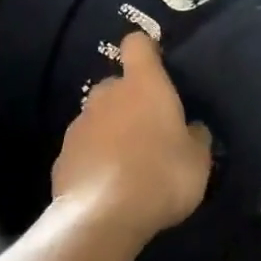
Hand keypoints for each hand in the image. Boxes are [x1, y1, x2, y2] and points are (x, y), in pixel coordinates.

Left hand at [52, 34, 210, 241]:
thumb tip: (191, 129)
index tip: (158, 66)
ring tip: (129, 164)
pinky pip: (85, 149)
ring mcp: (79, 125)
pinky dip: (95, 159)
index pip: (137, 44)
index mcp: (143, 86)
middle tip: (150, 130)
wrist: (103, 216)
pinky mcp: (62, 156)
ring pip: (98, 118)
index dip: (147, 51)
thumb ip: (195, 137)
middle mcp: (106, 96)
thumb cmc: (162, 176)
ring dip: (112, 131)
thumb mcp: (198, 160)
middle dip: (130, 101)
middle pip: (117, 85)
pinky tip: (108, 186)